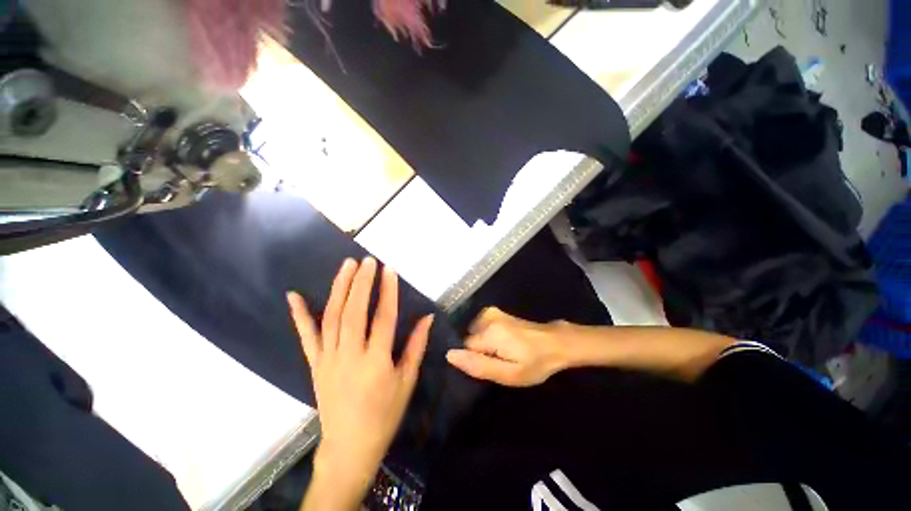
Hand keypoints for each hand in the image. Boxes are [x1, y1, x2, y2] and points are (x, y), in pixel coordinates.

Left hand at [287, 257, 433, 507]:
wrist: (349, 446)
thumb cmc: (385, 414)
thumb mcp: (407, 380)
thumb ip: (417, 345)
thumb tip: (428, 317)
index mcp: (377, 361)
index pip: (384, 317)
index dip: (388, 291)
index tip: (389, 269)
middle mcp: (350, 355)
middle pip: (354, 311)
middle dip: (361, 282)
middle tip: (367, 261)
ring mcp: (328, 359)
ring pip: (332, 317)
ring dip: (339, 288)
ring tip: (347, 266)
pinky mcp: (315, 364)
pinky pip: (306, 336)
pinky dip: (299, 315)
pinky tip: (294, 296)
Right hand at [445, 307, 569, 386]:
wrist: (555, 343)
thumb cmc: (535, 362)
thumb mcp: (509, 373)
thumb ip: (478, 365)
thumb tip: (449, 355)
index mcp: (488, 331)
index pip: (463, 348)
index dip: (474, 360)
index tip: (489, 366)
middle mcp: (485, 317)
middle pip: (468, 339)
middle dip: (478, 352)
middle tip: (498, 361)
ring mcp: (490, 312)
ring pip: (473, 334)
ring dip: (482, 345)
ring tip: (502, 352)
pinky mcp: (494, 312)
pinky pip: (479, 327)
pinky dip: (486, 337)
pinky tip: (501, 343)